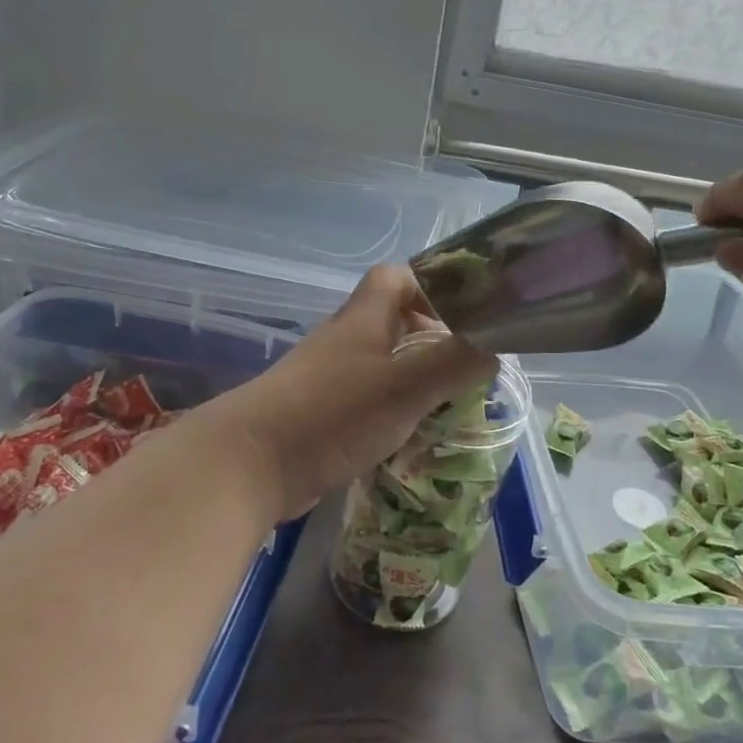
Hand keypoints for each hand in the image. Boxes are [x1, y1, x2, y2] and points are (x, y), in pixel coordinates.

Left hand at [214, 266, 497, 518]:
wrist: (247, 466)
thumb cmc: (331, 414)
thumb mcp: (405, 386)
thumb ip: (454, 363)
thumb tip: (495, 346)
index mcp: (364, 319)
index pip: (397, 277)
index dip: (432, 287)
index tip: (464, 317)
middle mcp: (344, 340)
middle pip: (393, 322)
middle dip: (432, 340)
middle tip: (465, 368)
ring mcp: (327, 378)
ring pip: (381, 363)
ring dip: (413, 378)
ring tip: (447, 405)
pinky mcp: (318, 414)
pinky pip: (365, 399)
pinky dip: (391, 410)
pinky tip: (408, 436)